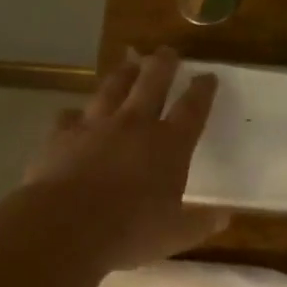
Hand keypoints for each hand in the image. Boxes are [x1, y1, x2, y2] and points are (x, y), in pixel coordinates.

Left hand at [25, 46, 225, 268]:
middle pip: (152, 83)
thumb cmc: (130, 231)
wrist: (65, 226)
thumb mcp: (175, 234)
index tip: (208, 76)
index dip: (202, 91)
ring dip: (123, 74)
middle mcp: (134, 125)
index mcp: (169, 145)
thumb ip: (201, 223)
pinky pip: (69, 116)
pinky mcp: (61, 135)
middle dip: (163, 64)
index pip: (192, 109)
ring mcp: (95, 126)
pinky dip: (75, 114)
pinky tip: (74, 114)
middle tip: (168, 51)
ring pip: (112, 89)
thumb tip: (225, 216)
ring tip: (129, 61)